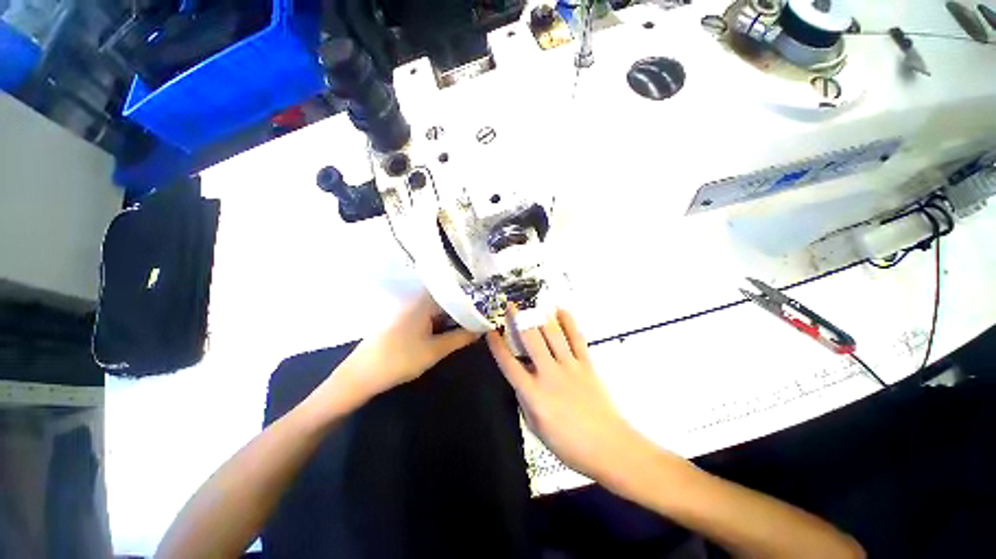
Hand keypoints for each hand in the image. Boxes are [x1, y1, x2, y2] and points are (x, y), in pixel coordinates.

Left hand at [336, 291, 478, 401]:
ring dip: (452, 316)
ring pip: (437, 308)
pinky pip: (427, 315)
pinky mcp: (403, 320)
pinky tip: (449, 330)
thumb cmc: (400, 359)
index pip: (454, 293)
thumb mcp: (435, 350)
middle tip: (481, 316)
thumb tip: (481, 329)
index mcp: (424, 302)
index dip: (471, 299)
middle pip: (446, 300)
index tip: (487, 305)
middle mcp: (416, 301)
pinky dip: (440, 321)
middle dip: (463, 309)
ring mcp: (408, 310)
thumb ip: (460, 338)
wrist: (360, 375)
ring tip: (470, 322)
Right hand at [487, 307, 650, 481]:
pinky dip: (569, 322)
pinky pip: (577, 338)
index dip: (497, 346)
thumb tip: (520, 379)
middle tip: (511, 306)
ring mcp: (570, 367)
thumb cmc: (568, 444)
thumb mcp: (536, 428)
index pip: (509, 364)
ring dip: (541, 316)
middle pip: (531, 340)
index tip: (491, 331)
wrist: (608, 446)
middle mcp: (549, 374)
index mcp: (533, 394)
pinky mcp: (586, 364)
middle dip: (518, 320)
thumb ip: (525, 400)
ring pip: (553, 334)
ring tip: (533, 304)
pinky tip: (561, 310)